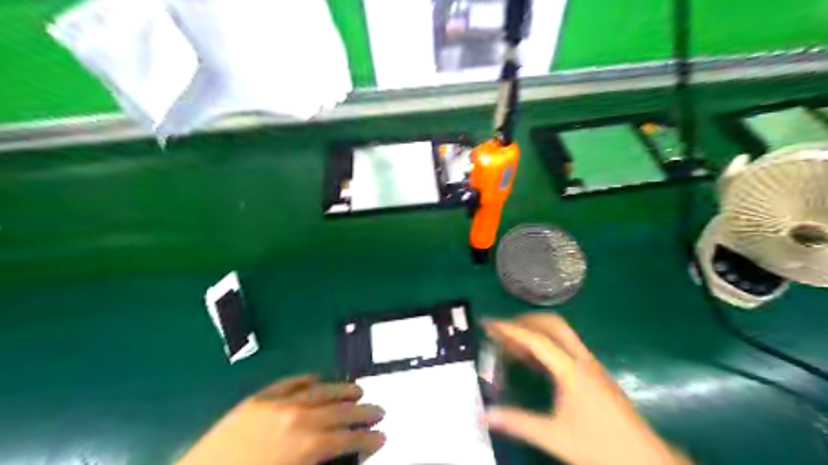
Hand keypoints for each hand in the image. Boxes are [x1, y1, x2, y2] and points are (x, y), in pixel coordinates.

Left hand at [177, 375, 383, 464]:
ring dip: (342, 389)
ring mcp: (277, 403)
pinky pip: (291, 382)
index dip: (367, 439)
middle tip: (380, 411)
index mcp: (305, 446)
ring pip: (321, 390)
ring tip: (359, 389)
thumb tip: (343, 453)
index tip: (383, 437)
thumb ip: (320, 461)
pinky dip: (309, 379)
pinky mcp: (258, 398)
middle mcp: (297, 417)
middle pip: (339, 411)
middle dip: (363, 412)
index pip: (346, 439)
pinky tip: (319, 378)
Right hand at [487, 315, 692, 463]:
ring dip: (535, 331)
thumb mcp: (554, 436)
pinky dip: (544, 345)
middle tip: (502, 328)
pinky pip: (565, 347)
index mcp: (571, 369)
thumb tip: (485, 415)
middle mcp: (581, 360)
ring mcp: (589, 365)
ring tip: (511, 342)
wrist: (645, 460)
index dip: (510, 330)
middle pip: (552, 325)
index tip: (490, 324)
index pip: (536, 340)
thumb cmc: (600, 446)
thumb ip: (518, 423)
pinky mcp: (593, 373)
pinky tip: (532, 361)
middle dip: (525, 321)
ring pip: (560, 334)